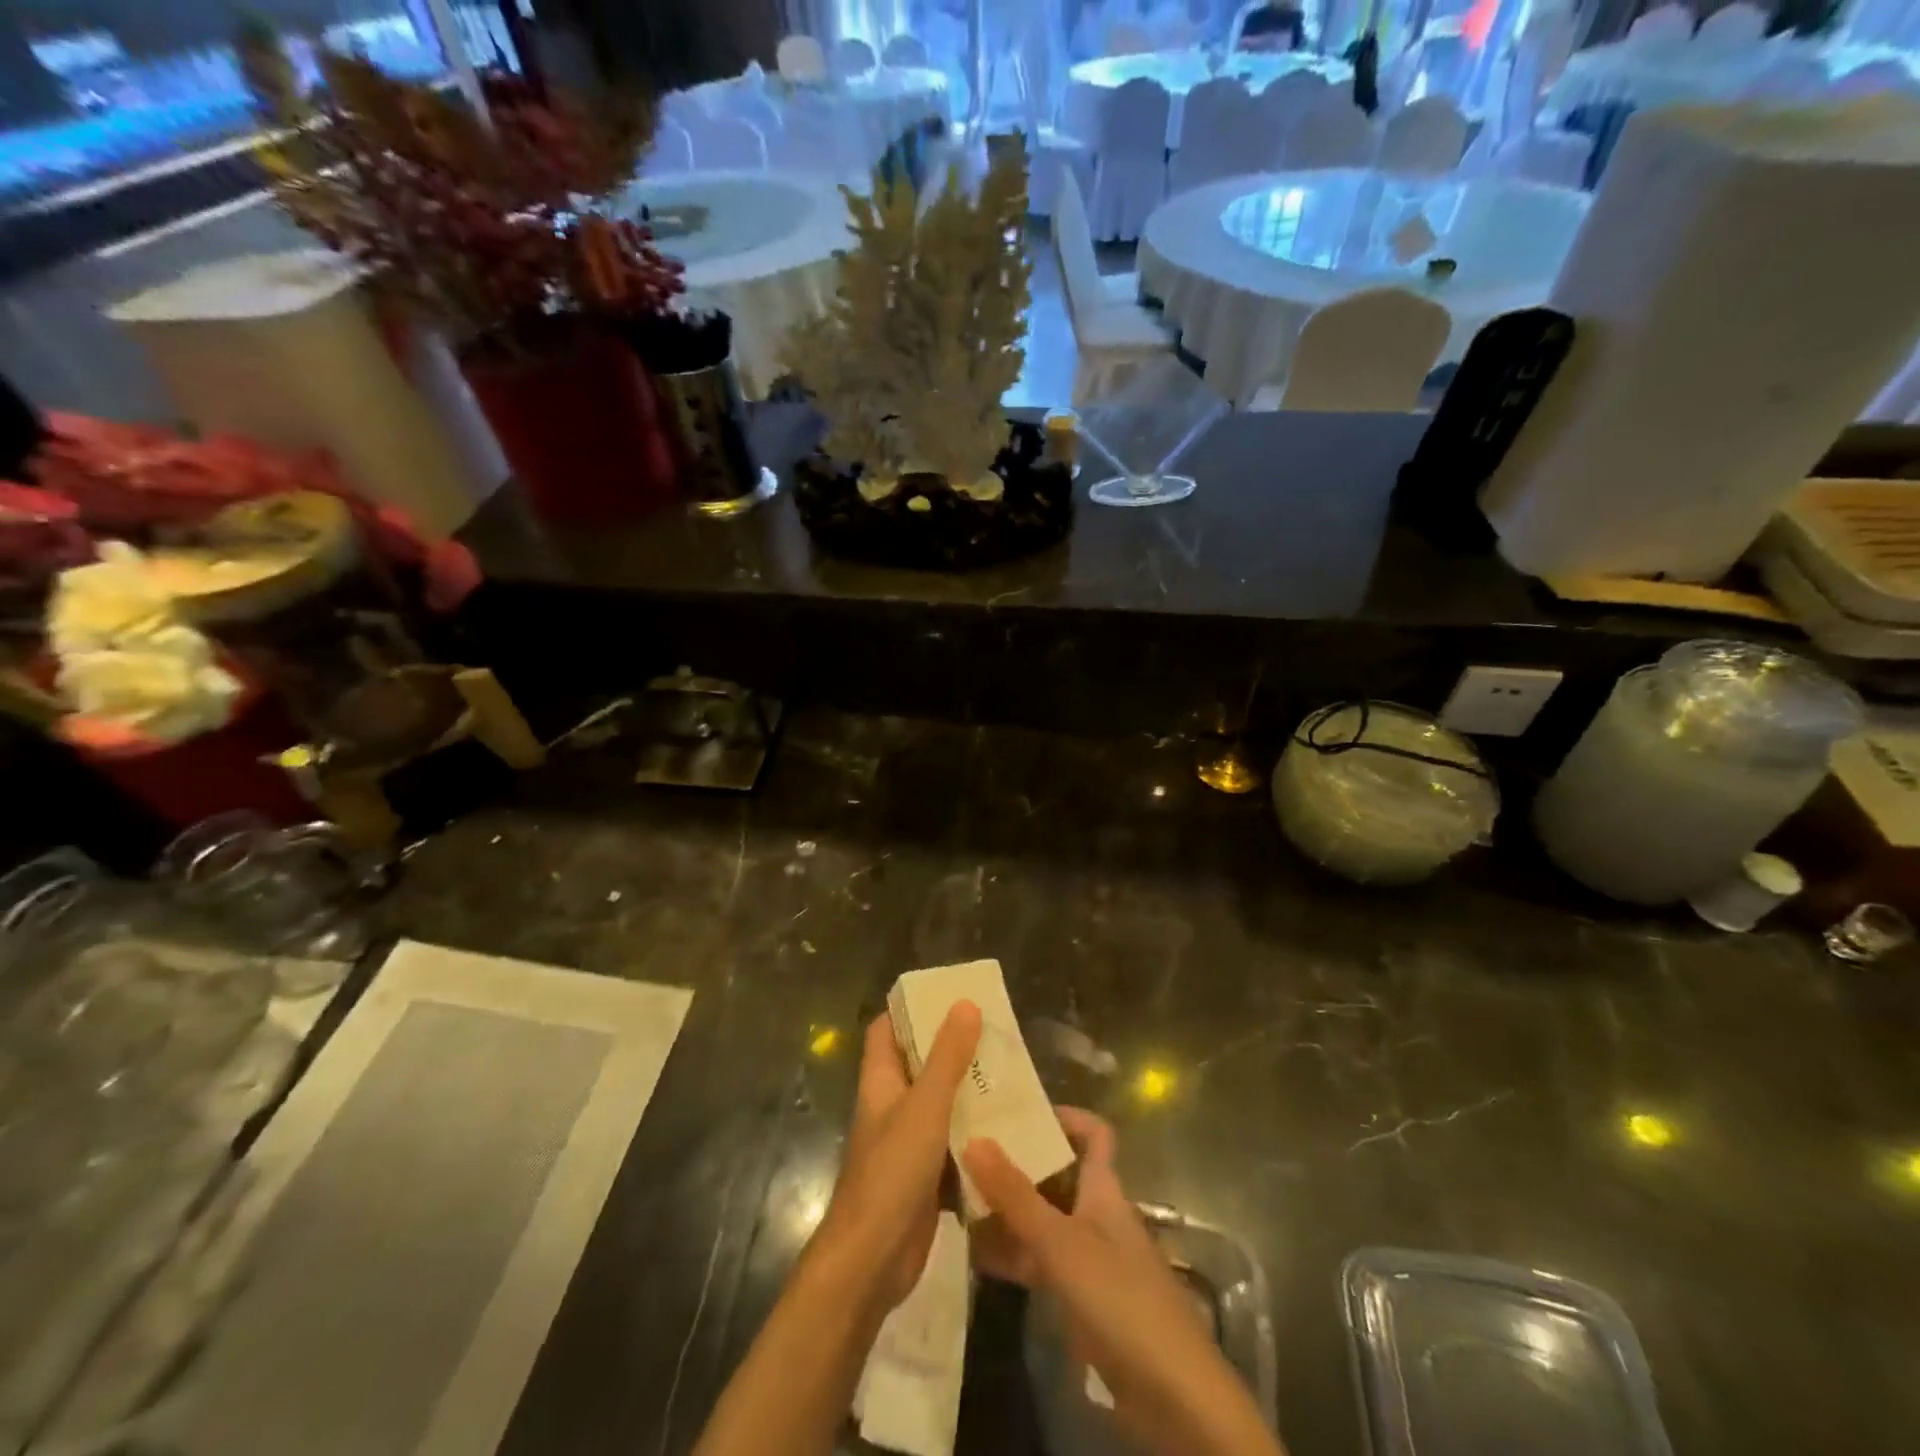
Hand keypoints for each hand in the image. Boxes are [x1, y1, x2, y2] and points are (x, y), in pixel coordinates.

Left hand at [814, 1003, 982, 1311]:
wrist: (872, 1261)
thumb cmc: (892, 1172)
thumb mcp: (925, 1107)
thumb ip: (947, 1057)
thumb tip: (965, 1003)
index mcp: (881, 1081)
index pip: (886, 1030)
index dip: (910, 1009)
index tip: (947, 994)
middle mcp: (892, 1106)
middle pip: (919, 1064)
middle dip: (953, 1047)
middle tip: (995, 1032)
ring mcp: (908, 1143)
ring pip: (941, 1104)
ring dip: (969, 1090)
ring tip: (1011, 1072)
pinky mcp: (926, 1177)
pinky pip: (954, 1144)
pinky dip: (975, 1135)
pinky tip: (1009, 1129)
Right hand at [964, 1110, 1285, 1455]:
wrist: (1173, 1397)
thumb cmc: (1120, 1298)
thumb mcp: (1060, 1242)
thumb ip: (1015, 1194)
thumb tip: (974, 1137)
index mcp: (1104, 1189)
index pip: (1094, 1135)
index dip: (1065, 1116)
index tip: (1019, 1108)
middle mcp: (1097, 1215)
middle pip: (1057, 1175)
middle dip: (1017, 1164)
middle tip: (967, 1153)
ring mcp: (1089, 1259)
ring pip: (1043, 1220)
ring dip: (1007, 1212)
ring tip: (956, 1199)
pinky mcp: (1082, 1300)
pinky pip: (1040, 1263)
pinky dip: (1012, 1255)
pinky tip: (974, 1255)